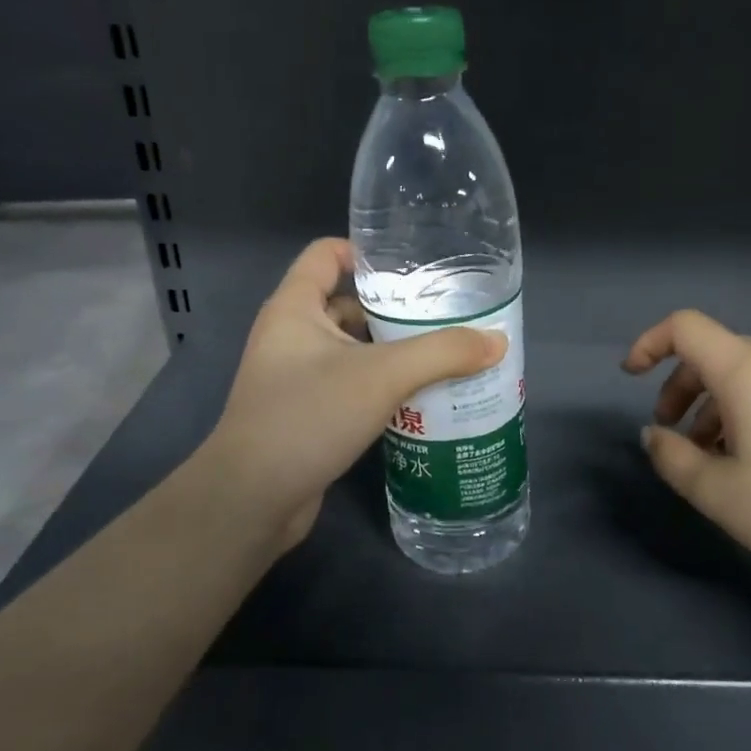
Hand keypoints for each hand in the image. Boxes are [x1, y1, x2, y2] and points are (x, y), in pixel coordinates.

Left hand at [202, 239, 505, 552]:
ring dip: (394, 353)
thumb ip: (443, 353)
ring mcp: (297, 378)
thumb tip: (497, 341)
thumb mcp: (382, 376)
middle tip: (448, 316)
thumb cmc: (308, 416)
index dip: (367, 252)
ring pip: (354, 351)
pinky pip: (352, 387)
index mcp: (295, 307)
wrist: (254, 499)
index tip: (415, 268)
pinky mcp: (309, 415)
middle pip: (348, 305)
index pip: (326, 254)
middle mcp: (291, 336)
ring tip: (448, 356)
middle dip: (395, 310)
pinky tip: (423, 399)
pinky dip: (384, 388)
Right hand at [622, 309, 750, 598]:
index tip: (630, 378)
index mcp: (749, 372)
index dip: (649, 343)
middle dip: (681, 386)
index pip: (686, 328)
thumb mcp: (717, 492)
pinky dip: (748, 411)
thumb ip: (672, 457)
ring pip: (747, 375)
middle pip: (716, 353)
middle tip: (672, 433)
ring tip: (712, 457)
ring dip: (714, 405)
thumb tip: (654, 434)